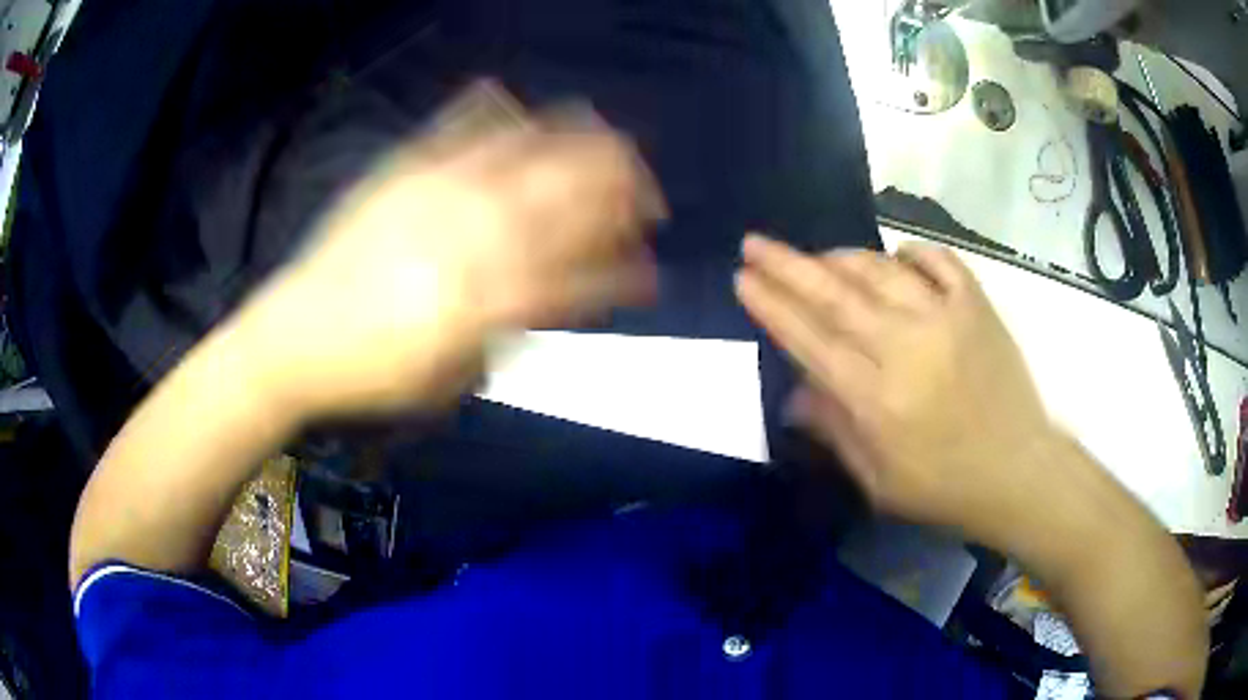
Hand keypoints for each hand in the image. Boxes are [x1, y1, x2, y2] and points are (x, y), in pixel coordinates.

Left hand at [233, 115, 665, 419]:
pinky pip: (461, 123)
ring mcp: (439, 189)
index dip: (628, 275)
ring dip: (585, 143)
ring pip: (533, 148)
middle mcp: (474, 234)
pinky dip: (497, 108)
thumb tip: (561, 296)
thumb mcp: (453, 376)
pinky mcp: (404, 167)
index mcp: (488, 299)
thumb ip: (513, 331)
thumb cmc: (375, 372)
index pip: (583, 279)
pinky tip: (519, 105)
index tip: (650, 273)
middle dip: (626, 192)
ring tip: (611, 143)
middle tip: (647, 200)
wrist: (295, 337)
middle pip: (573, 195)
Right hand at [735, 235, 1057, 545]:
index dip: (772, 307)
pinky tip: (895, 260)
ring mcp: (944, 318)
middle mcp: (905, 348)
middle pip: (835, 295)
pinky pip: (935, 261)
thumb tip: (793, 392)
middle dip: (787, 266)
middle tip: (755, 242)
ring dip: (841, 258)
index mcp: (875, 400)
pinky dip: (909, 254)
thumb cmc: (943, 486)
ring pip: (879, 270)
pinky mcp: (976, 305)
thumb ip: (834, 430)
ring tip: (818, 256)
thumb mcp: (878, 481)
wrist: (1017, 471)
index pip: (810, 341)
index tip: (743, 279)